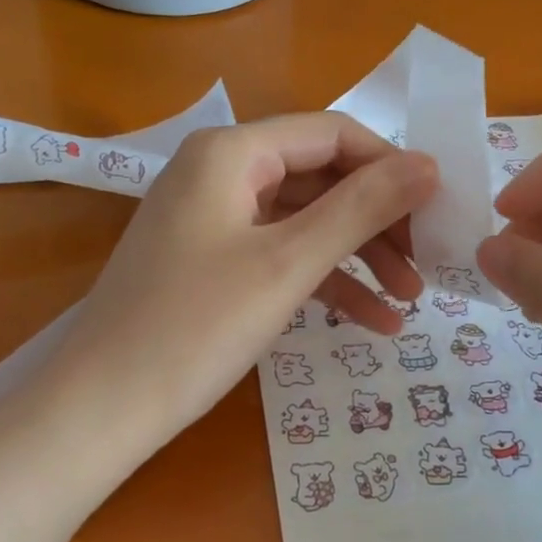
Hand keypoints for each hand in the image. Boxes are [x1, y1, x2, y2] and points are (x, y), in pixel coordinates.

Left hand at [49, 113, 438, 445]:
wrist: (102, 407)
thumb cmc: (195, 327)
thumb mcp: (287, 264)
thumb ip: (360, 209)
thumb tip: (428, 165)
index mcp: (231, 152)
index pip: (332, 134)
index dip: (390, 166)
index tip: (439, 209)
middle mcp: (219, 172)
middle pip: (321, 178)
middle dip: (377, 221)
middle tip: (426, 264)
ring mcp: (212, 219)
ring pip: (304, 222)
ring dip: (358, 258)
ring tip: (409, 301)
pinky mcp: (210, 262)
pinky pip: (279, 256)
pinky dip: (323, 282)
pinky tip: (371, 322)